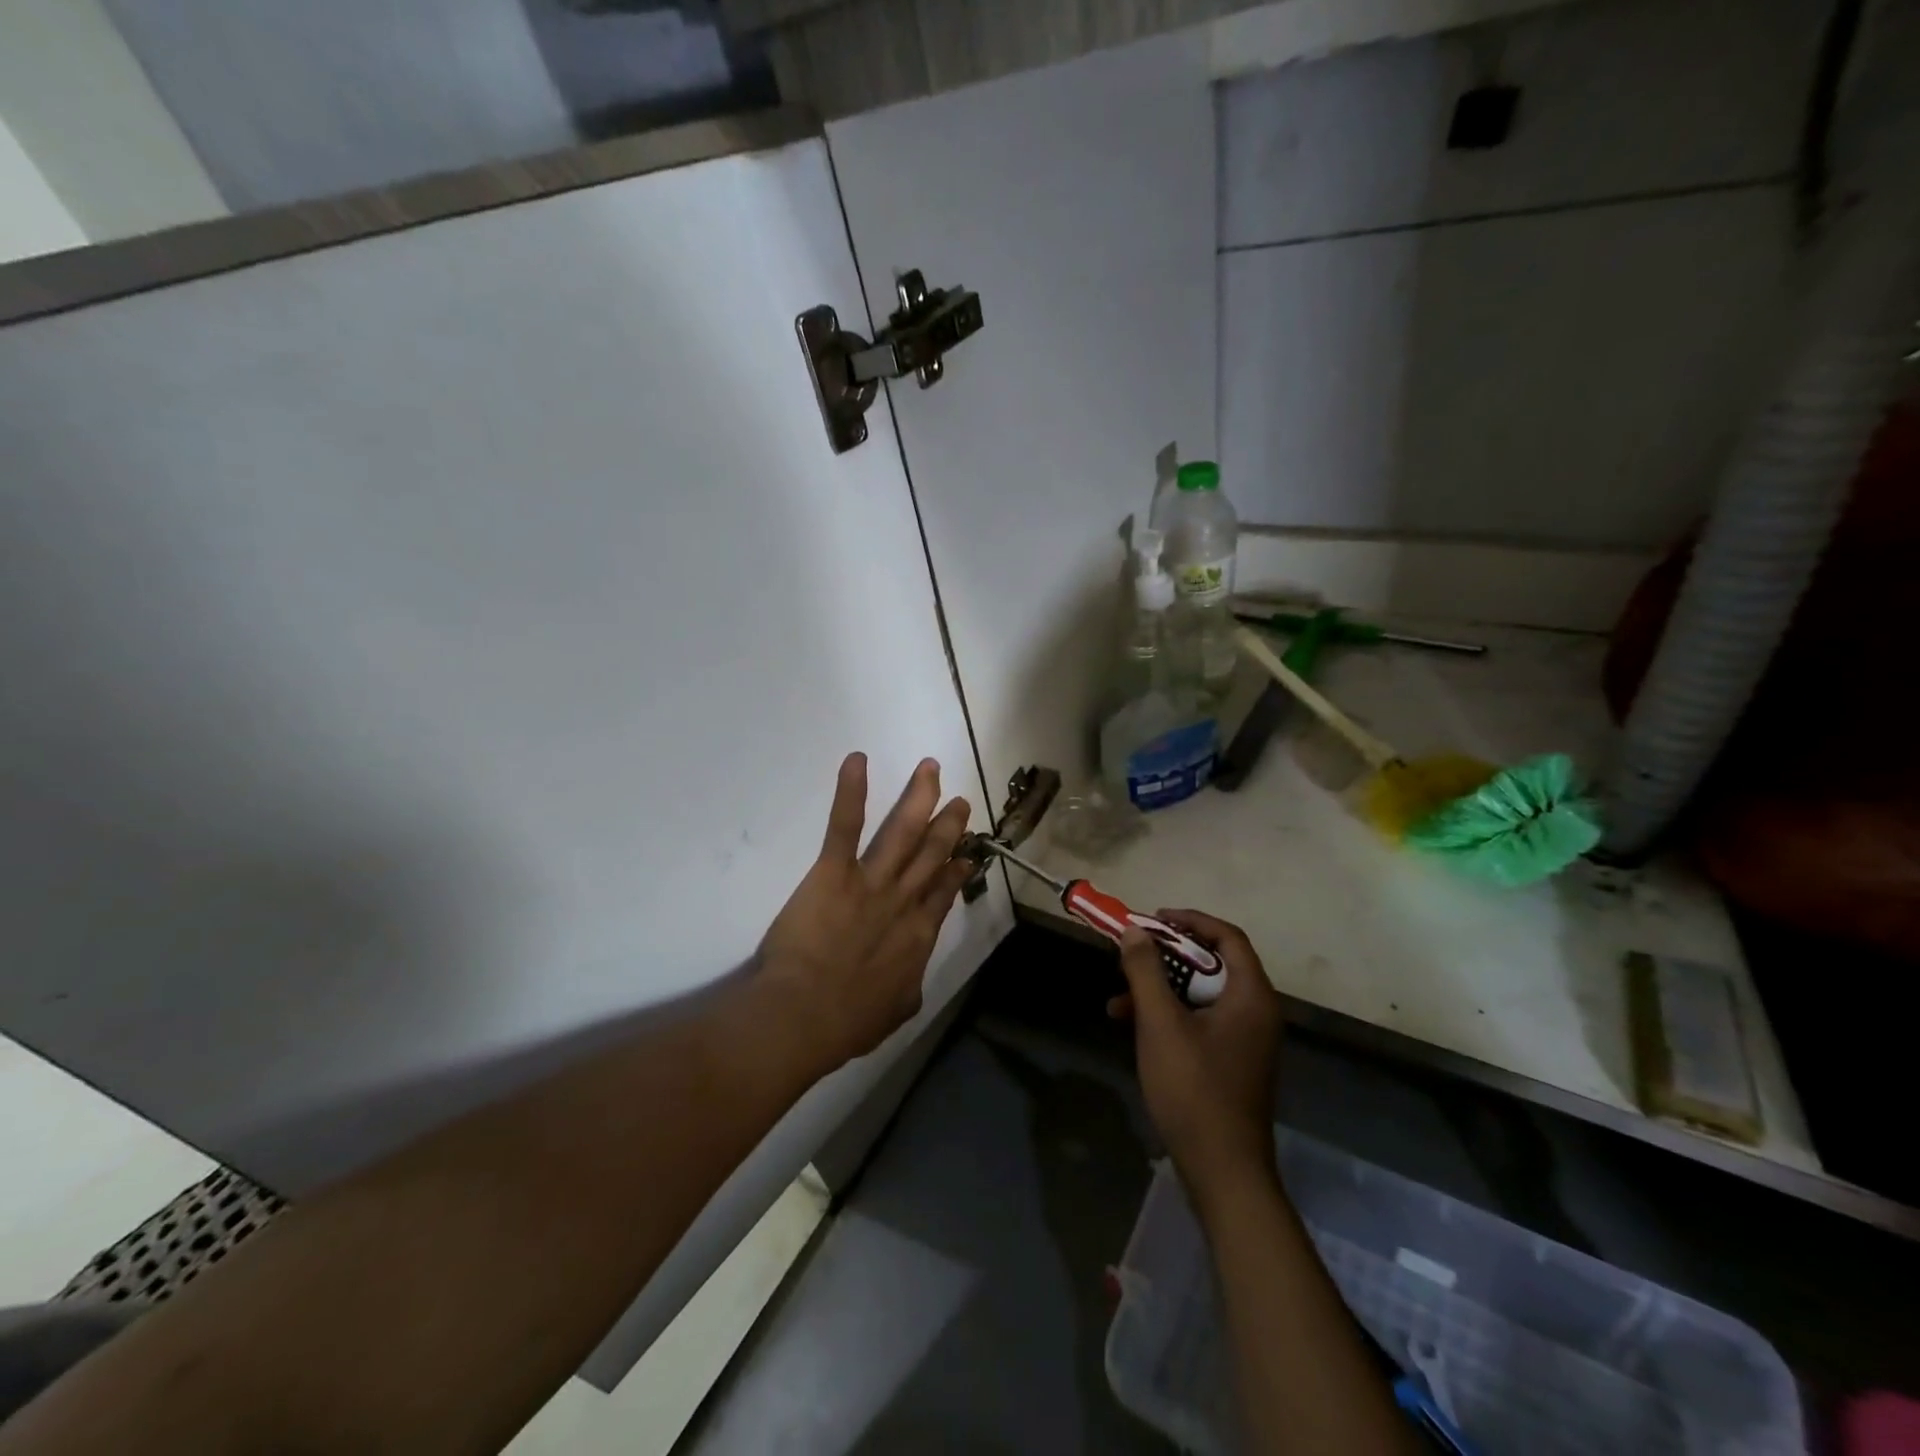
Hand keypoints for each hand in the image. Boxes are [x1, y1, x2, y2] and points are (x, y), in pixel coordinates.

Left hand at [756, 753, 973, 1070]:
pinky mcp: (834, 871)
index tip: (966, 853)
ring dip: (918, 796)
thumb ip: (908, 989)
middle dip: (947, 825)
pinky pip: (845, 825)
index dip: (956, 869)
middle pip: (931, 853)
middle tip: (960, 801)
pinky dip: (851, 791)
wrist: (803, 1014)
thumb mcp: (895, 1011)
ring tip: (929, 768)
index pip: (943, 891)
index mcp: (918, 934)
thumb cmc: (846, 1021)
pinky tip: (857, 759)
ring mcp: (871, 881)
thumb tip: (911, 981)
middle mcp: (902, 899)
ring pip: (901, 831)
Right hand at [1111, 910, 1283, 1206]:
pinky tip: (1131, 1027)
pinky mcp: (1231, 1061)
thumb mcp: (1161, 1024)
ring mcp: (1245, 1039)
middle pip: (1211, 964)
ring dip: (1159, 990)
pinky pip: (1199, 1021)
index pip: (1226, 937)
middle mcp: (1255, 1011)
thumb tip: (1135, 932)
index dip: (1189, 921)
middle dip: (1165, 958)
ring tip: (1117, 1000)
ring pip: (1200, 994)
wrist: (1223, 1171)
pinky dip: (1168, 1017)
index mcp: (1250, 996)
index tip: (1151, 921)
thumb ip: (1146, 972)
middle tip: (1130, 956)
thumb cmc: (1194, 1089)